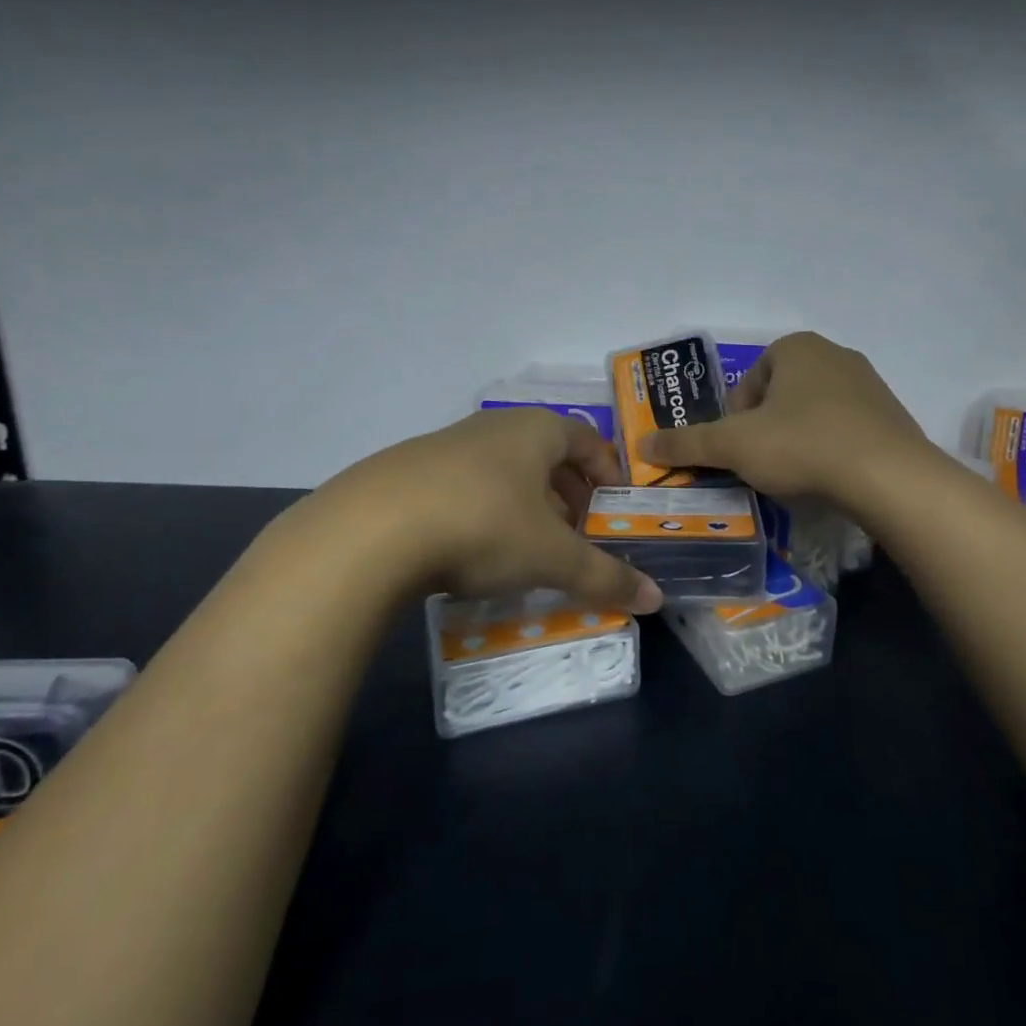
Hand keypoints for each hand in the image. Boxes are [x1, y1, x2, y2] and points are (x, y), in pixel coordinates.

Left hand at [285, 408, 662, 612]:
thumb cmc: (484, 525)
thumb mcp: (552, 556)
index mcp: (536, 429)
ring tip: (528, 547)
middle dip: (568, 493)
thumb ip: (605, 576)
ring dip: (525, 504)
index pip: (587, 438)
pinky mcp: (408, 472)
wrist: (370, 530)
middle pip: (546, 454)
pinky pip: (464, 486)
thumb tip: (655, 599)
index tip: (614, 506)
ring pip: (503, 470)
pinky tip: (473, 551)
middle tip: (576, 533)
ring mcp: (446, 445)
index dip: (607, 470)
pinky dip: (484, 512)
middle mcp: (494, 427)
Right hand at [641, 332, 929, 505]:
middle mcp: (835, 354)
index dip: (735, 418)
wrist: (889, 476)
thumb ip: (686, 443)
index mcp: (796, 348)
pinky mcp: (892, 416)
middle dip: (766, 429)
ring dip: (798, 439)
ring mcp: (869, 384)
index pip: (750, 381)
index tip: (739, 449)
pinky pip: (847, 429)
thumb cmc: (802, 446)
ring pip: (814, 412)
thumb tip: (641, 444)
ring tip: (796, 475)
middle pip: (781, 395)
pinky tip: (830, 478)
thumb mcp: (734, 446)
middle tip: (762, 464)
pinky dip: (831, 449)